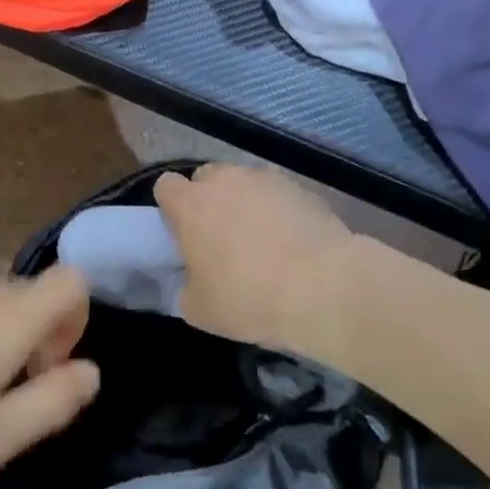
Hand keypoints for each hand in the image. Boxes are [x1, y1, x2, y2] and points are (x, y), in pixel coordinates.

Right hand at [153, 165, 359, 362]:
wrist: (323, 288)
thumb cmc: (249, 298)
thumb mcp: (200, 310)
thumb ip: (186, 287)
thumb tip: (192, 280)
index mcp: (190, 205)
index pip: (166, 186)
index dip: (171, 207)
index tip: (182, 232)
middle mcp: (224, 180)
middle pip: (206, 178)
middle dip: (209, 200)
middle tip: (220, 237)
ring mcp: (265, 179)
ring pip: (244, 183)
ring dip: (245, 203)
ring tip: (262, 240)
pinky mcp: (301, 188)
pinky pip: (278, 194)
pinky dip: (278, 210)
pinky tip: (292, 242)